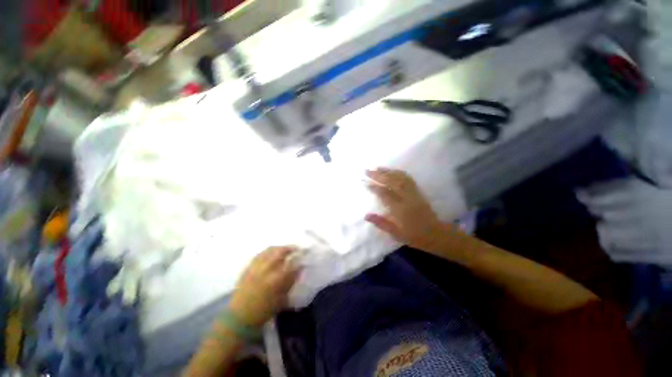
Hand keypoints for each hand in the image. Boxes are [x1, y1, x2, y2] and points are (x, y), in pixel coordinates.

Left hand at [228, 246, 300, 327]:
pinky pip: (261, 253)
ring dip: (280, 248)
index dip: (300, 258)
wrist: (239, 317)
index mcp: (276, 278)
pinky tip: (272, 253)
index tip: (304, 257)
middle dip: (291, 248)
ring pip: (270, 249)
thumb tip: (299, 268)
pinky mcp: (248, 266)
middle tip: (297, 249)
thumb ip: (291, 281)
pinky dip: (269, 251)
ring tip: (285, 249)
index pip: (292, 263)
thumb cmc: (264, 311)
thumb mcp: (282, 299)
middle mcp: (267, 268)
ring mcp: (256, 266)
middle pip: (281, 251)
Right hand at [365, 168, 447, 251]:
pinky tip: (393, 171)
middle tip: (367, 171)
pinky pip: (408, 179)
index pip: (385, 194)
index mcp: (400, 210)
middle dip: (378, 175)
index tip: (364, 182)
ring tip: (377, 168)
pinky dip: (399, 173)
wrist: (436, 234)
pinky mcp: (418, 192)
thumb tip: (366, 215)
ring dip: (388, 171)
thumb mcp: (396, 234)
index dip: (374, 187)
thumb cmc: (415, 236)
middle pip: (392, 182)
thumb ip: (381, 223)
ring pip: (400, 178)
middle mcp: (407, 198)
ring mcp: (414, 193)